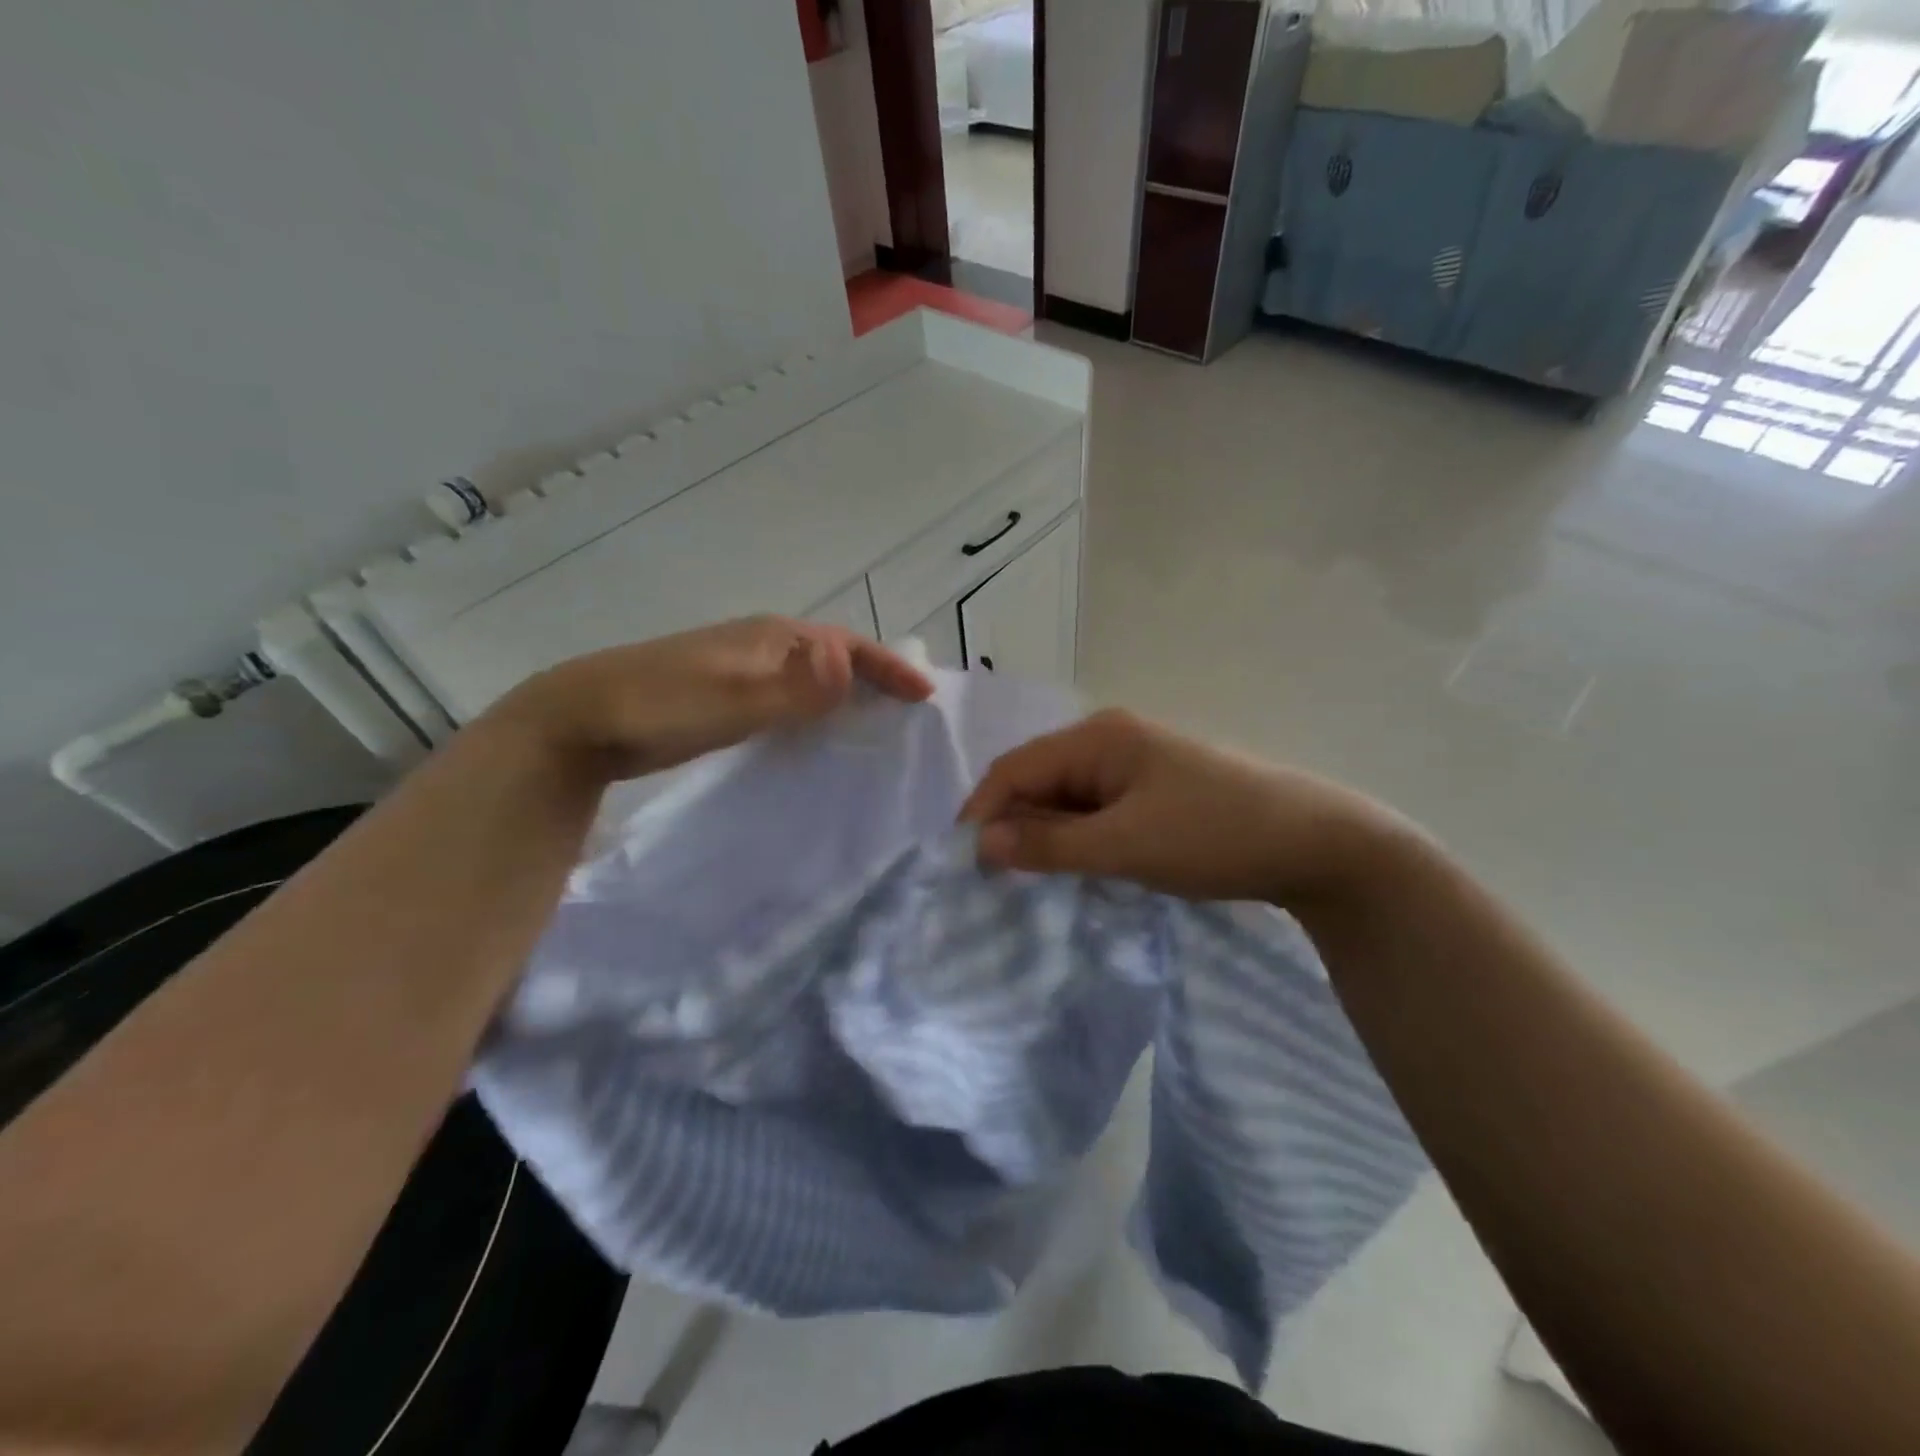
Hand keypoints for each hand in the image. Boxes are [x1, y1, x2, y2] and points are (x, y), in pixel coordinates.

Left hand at [489, 616, 933, 780]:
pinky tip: (813, 739)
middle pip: (835, 657)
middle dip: (874, 679)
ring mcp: (741, 669)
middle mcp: (763, 646)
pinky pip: (787, 697)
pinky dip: (813, 712)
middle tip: (907, 713)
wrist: (581, 719)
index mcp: (774, 638)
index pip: (849, 646)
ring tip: (873, 728)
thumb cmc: (662, 705)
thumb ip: (794, 688)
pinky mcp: (724, 694)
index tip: (924, 697)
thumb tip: (853, 667)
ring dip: (845, 696)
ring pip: (810, 677)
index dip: (889, 668)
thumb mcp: (733, 699)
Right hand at [959, 709, 1414, 904]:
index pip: (1015, 768)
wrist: (1317, 843)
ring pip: (1067, 797)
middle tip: (995, 880)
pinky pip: (1096, 809)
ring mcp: (1135, 763)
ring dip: (1045, 834)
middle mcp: (1110, 739)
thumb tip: (981, 844)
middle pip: (1038, 779)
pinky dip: (1077, 837)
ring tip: (1030, 879)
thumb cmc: (1214, 835)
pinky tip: (1077, 866)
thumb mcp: (1125, 845)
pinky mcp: (1154, 788)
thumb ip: (1050, 845)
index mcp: (1098, 738)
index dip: (982, 811)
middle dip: (1012, 825)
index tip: (961, 863)